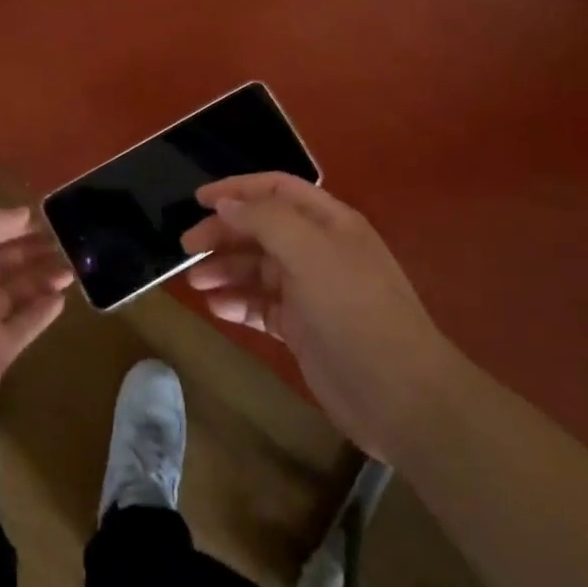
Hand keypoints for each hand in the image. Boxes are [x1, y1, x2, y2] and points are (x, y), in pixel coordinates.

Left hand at [0, 207, 72, 450]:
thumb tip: (23, 212)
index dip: (17, 224)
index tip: (51, 218)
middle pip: (5, 261)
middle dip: (35, 249)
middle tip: (71, 244)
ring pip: (18, 291)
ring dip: (43, 277)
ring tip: (73, 269)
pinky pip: (24, 324)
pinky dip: (42, 311)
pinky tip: (62, 299)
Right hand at [182, 173, 446, 457]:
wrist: (400, 397)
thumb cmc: (354, 311)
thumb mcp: (310, 253)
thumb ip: (265, 220)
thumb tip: (226, 203)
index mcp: (329, 223)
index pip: (276, 190)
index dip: (237, 189)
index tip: (198, 200)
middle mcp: (319, 251)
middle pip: (261, 229)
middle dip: (224, 234)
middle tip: (186, 249)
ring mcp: (311, 291)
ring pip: (257, 269)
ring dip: (225, 270)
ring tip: (195, 283)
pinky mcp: (302, 329)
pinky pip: (261, 306)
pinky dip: (238, 304)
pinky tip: (216, 309)